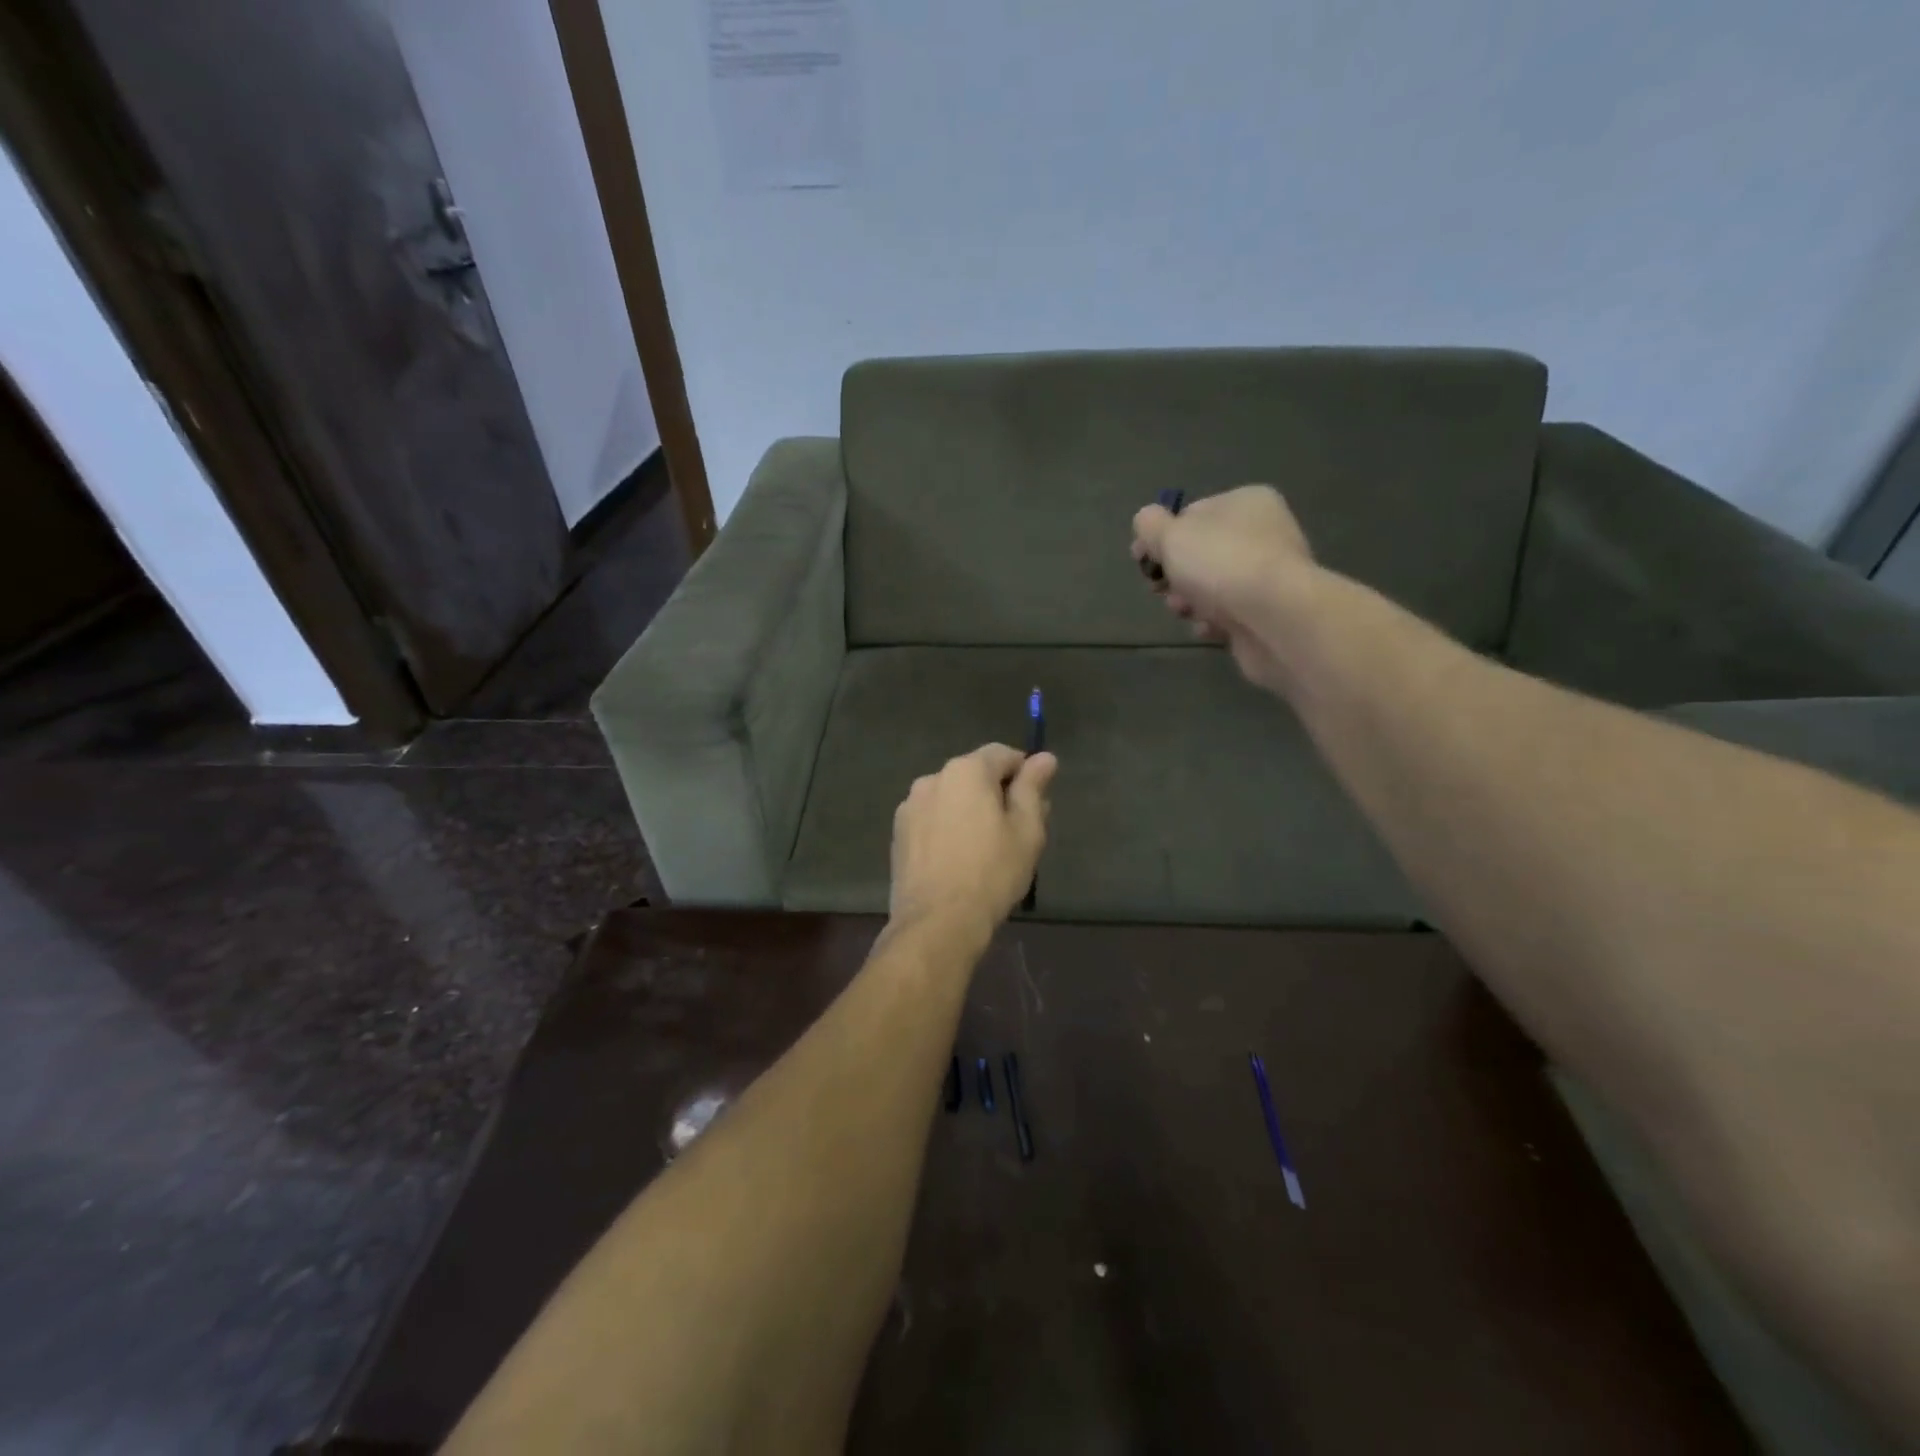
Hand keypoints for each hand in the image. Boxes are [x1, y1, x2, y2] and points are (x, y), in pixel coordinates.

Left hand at [889, 744, 1057, 935]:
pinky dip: (948, 828)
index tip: (1036, 801)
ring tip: (987, 848)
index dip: (1024, 772)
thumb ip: (1032, 788)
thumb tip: (1044, 757)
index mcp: (966, 771)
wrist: (937, 922)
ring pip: (951, 798)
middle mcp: (933, 778)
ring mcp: (910, 806)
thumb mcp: (1026, 830)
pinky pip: (932, 819)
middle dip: (997, 793)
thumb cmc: (991, 873)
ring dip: (970, 811)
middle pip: (974, 775)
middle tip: (1018, 830)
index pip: (1002, 754)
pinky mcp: (898, 833)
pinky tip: (959, 859)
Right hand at [1132, 486, 1315, 694]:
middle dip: (1174, 575)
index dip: (1161, 537)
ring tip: (1185, 610)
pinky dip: (1213, 623)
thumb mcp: (1171, 534)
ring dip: (1189, 601)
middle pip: (1200, 554)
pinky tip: (1209, 628)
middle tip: (1160, 589)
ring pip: (1211, 587)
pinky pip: (1229, 615)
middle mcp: (1263, 533)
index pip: (1192, 514)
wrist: (1274, 618)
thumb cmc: (1221, 564)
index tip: (1140, 560)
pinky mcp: (1269, 613)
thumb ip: (1150, 525)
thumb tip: (1146, 523)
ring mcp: (1268, 576)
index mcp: (1246, 502)